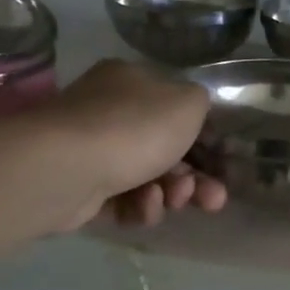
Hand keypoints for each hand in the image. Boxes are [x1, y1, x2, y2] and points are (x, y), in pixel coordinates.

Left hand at [46, 61, 226, 228]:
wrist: (67, 168)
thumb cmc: (135, 127)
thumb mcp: (189, 102)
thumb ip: (201, 104)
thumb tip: (193, 114)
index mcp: (132, 82)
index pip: (177, 109)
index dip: (205, 138)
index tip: (222, 162)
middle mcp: (109, 111)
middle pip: (166, 148)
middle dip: (195, 177)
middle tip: (213, 198)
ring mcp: (92, 150)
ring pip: (148, 178)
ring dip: (171, 194)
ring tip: (173, 201)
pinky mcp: (80, 187)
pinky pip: (123, 200)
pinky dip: (140, 207)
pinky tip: (144, 207)